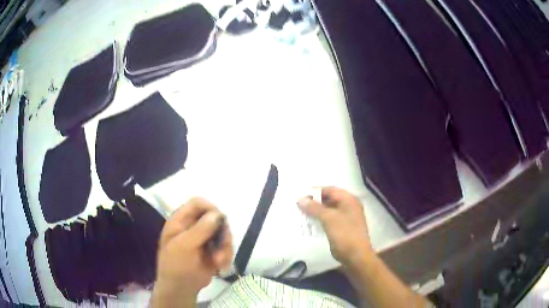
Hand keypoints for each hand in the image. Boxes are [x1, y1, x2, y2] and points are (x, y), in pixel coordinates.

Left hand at [151, 197, 232, 307]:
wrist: (180, 288)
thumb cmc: (176, 265)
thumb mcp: (184, 246)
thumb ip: (200, 230)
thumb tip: (217, 214)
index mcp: (181, 221)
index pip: (197, 203)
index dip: (210, 208)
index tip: (220, 220)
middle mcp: (193, 227)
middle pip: (215, 218)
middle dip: (222, 232)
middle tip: (224, 245)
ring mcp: (204, 239)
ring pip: (223, 233)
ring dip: (225, 247)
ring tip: (220, 262)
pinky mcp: (213, 251)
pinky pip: (226, 247)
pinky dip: (226, 256)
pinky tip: (221, 267)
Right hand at [297, 187, 371, 265]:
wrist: (355, 255)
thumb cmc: (345, 234)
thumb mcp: (329, 218)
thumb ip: (314, 208)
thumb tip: (301, 199)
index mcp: (349, 200)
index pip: (330, 190)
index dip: (315, 191)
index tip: (301, 195)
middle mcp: (349, 206)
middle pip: (329, 199)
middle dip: (314, 202)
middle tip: (299, 205)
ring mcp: (346, 218)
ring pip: (328, 210)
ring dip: (316, 212)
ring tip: (301, 213)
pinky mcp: (342, 228)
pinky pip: (329, 220)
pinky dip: (319, 220)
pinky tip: (309, 223)